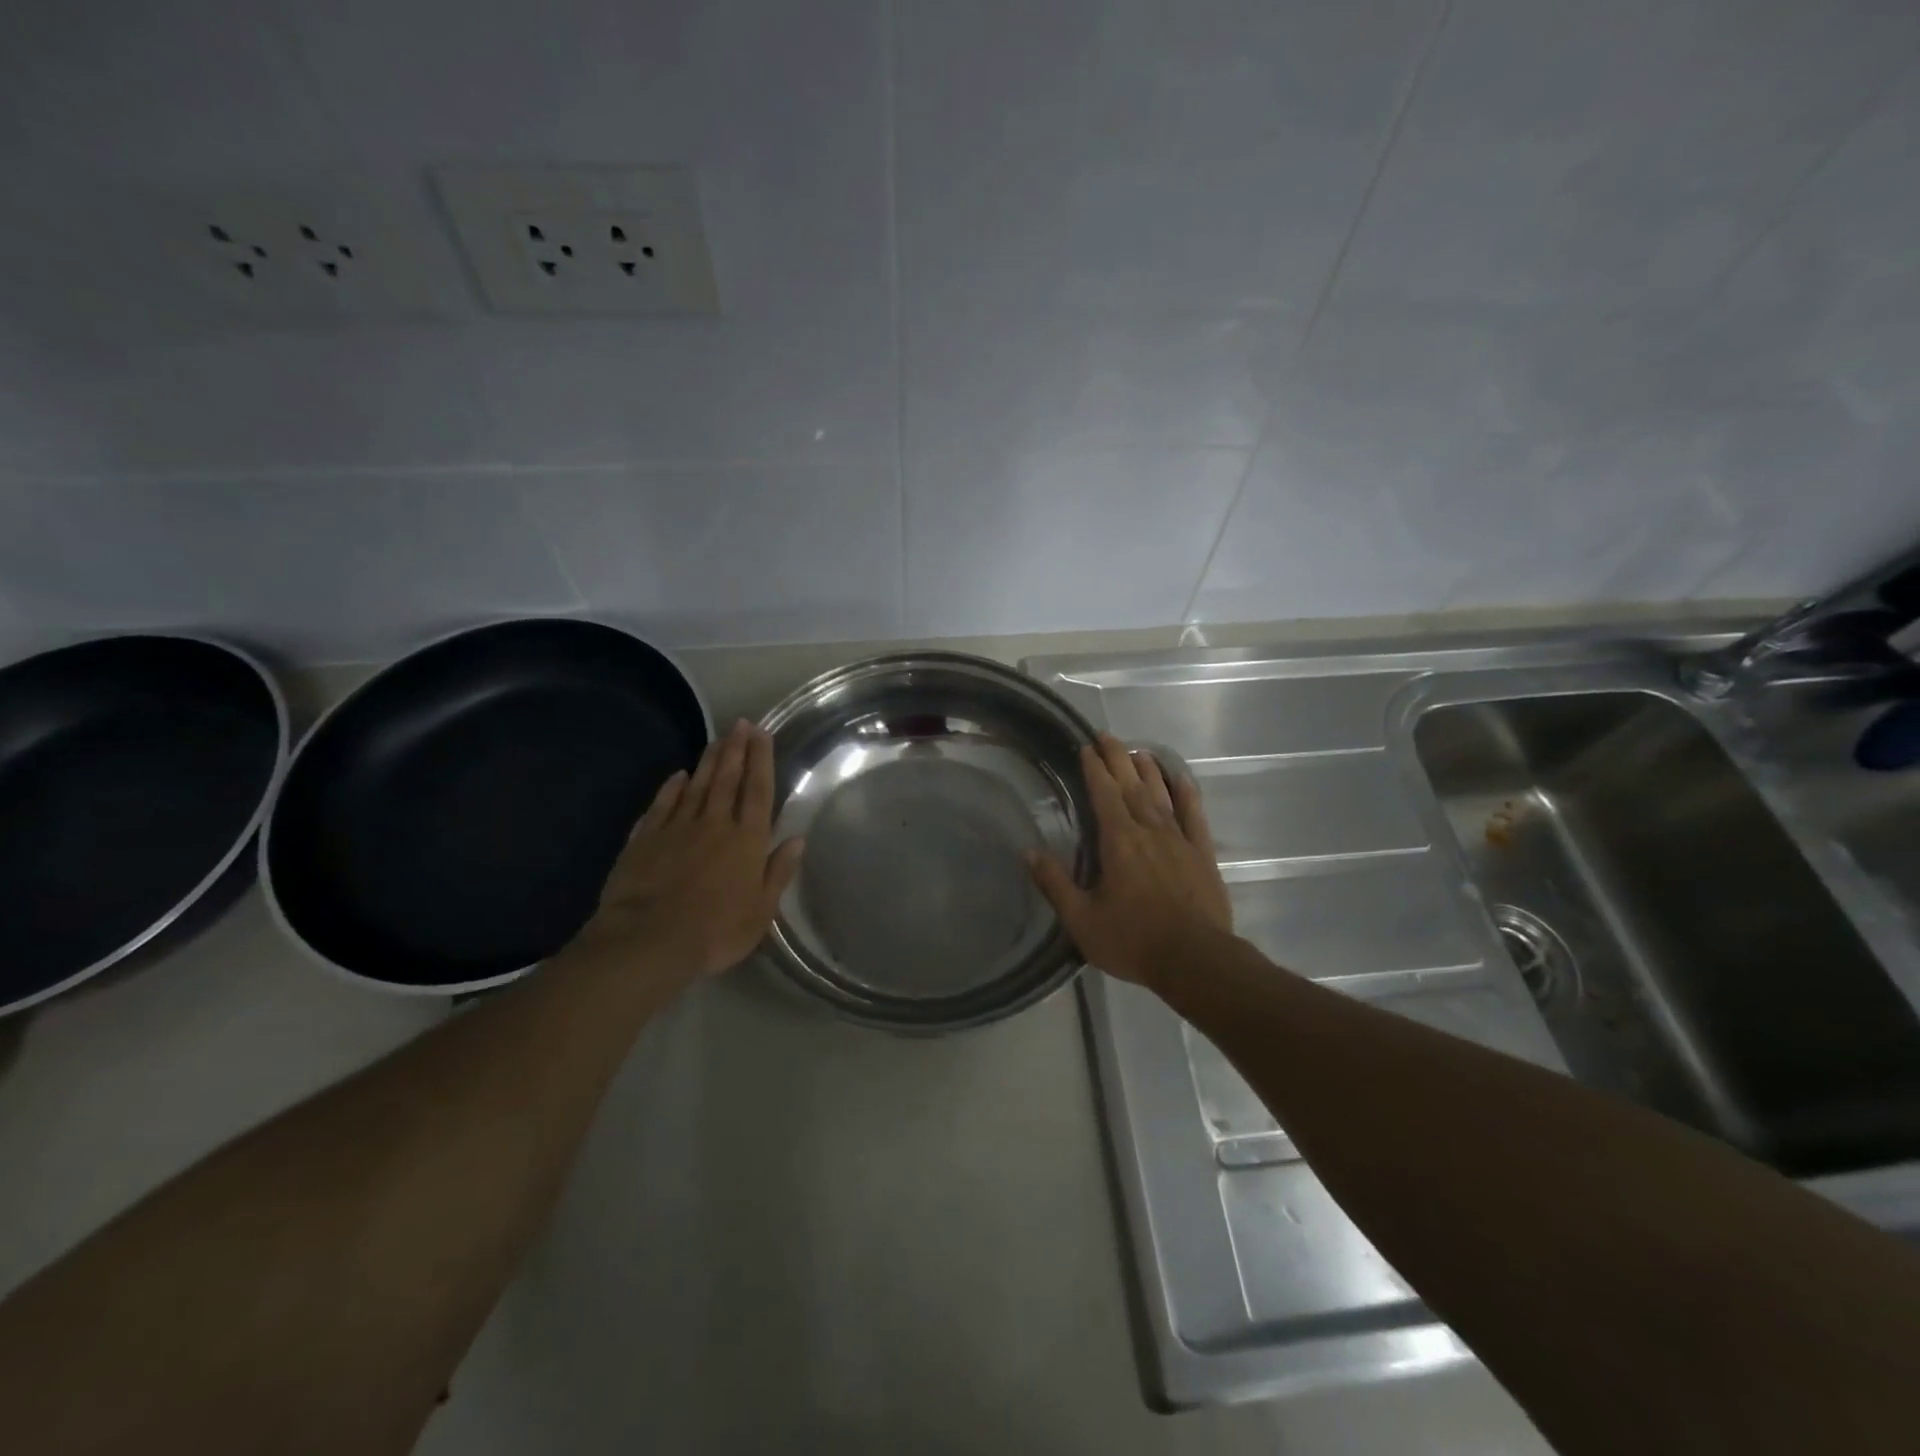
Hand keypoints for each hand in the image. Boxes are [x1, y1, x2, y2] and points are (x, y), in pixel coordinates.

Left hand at [567, 721, 803, 981]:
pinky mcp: (646, 838)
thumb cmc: (716, 930)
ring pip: (697, 785)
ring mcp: (677, 828)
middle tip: (740, 723)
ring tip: (718, 739)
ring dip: (709, 761)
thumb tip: (796, 839)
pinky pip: (662, 804)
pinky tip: (678, 775)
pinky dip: (672, 787)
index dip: (761, 760)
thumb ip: (778, 872)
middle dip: (736, 749)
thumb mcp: (761, 910)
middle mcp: (715, 824)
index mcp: (747, 840)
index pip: (758, 790)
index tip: (762, 733)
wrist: (649, 939)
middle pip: (728, 779)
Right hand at [1028, 734, 1231, 990]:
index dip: (1093, 768)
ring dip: (1147, 770)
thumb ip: (1055, 884)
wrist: (1194, 959)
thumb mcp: (1082, 919)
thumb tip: (1028, 852)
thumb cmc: (1132, 940)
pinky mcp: (1202, 853)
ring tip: (1136, 751)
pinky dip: (1186, 793)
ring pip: (1160, 794)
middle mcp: (1148, 830)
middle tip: (1106, 736)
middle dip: (1116, 758)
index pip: (1103, 794)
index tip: (1085, 747)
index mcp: (1118, 842)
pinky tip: (1180, 778)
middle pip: (1131, 785)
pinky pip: (1194, 814)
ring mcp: (1179, 839)